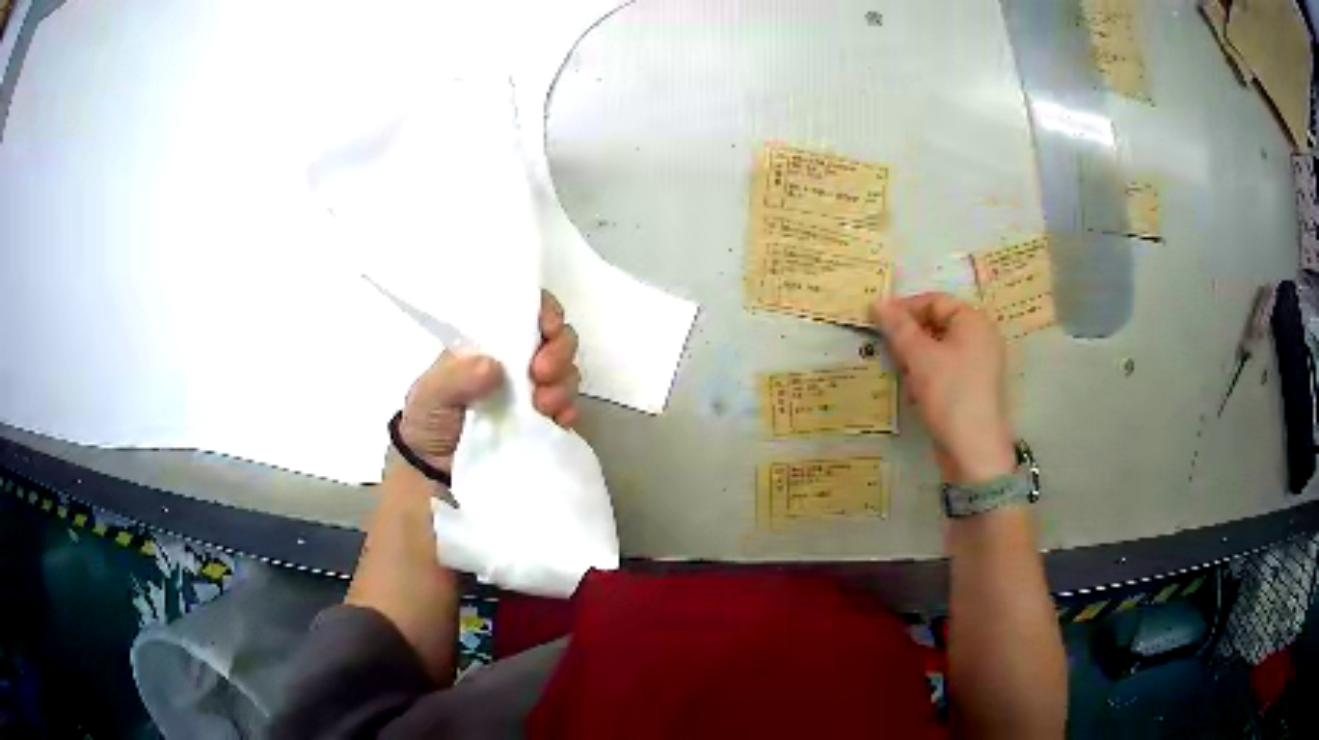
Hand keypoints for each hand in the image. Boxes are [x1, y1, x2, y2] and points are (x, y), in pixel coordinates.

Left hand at [398, 291, 580, 474]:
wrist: (433, 472)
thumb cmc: (426, 421)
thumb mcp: (429, 394)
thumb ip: (455, 377)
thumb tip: (493, 365)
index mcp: (489, 344)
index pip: (525, 311)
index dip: (544, 312)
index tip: (548, 328)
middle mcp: (516, 363)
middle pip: (557, 339)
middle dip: (559, 350)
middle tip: (541, 372)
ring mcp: (532, 393)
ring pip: (566, 372)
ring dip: (563, 383)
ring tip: (544, 405)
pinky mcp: (543, 423)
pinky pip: (569, 409)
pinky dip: (569, 411)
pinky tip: (559, 420)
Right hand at [870, 293, 1015, 484]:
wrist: (973, 451)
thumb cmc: (950, 394)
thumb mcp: (920, 357)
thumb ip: (898, 328)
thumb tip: (877, 303)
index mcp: (974, 321)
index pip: (935, 301)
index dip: (905, 308)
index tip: (878, 321)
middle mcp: (980, 338)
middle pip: (937, 324)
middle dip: (909, 335)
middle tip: (886, 348)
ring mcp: (978, 365)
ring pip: (938, 349)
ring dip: (915, 357)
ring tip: (900, 372)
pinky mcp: (971, 388)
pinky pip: (944, 370)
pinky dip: (926, 375)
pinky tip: (914, 392)